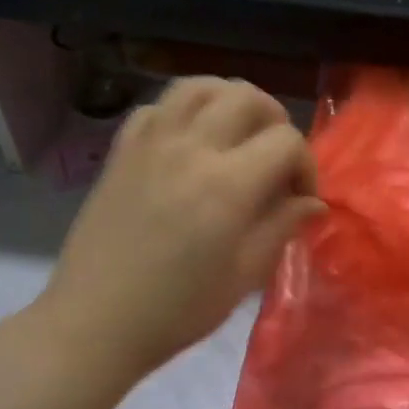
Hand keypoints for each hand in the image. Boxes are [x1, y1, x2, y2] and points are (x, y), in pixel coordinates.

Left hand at [34, 77, 324, 379]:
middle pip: (246, 96)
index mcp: (227, 185)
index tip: (300, 199)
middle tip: (275, 157)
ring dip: (229, 100)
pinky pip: (157, 107)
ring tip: (237, 132)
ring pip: (198, 85)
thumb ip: (282, 227)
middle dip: (275, 120)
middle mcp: (190, 149)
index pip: (286, 141)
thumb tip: (313, 203)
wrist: (95, 323)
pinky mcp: (121, 151)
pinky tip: (189, 141)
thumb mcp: (244, 276)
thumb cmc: (178, 309)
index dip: (305, 165)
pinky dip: (183, 112)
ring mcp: (150, 144)